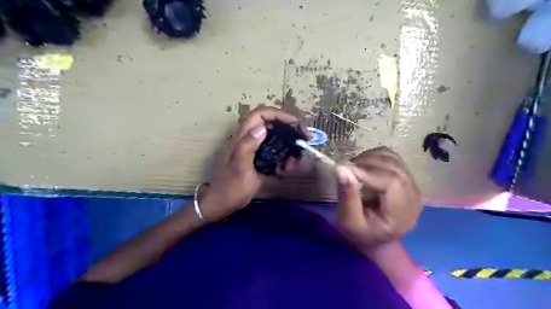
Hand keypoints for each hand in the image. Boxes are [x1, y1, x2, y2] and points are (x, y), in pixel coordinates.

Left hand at [201, 107, 307, 219]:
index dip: (278, 114)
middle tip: (305, 138)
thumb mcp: (240, 167)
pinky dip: (283, 158)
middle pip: (271, 125)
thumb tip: (262, 127)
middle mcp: (249, 140)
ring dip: (288, 147)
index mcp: (243, 138)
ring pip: (275, 140)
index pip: (260, 114)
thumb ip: (248, 146)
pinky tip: (286, 169)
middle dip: (289, 129)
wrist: (222, 203)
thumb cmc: (231, 187)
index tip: (294, 123)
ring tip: (294, 161)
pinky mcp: (258, 160)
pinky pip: (275, 153)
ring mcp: (254, 150)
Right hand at [335, 147, 422, 250]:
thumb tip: (341, 168)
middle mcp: (413, 197)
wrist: (375, 238)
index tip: (345, 168)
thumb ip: (347, 197)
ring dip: (369, 159)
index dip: (368, 171)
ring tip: (353, 169)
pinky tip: (363, 166)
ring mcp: (412, 185)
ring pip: (392, 159)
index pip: (392, 182)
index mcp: (402, 214)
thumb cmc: (361, 233)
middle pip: (393, 168)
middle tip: (346, 169)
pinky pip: (391, 157)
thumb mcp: (349, 222)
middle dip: (366, 163)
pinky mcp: (406, 177)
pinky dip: (374, 157)